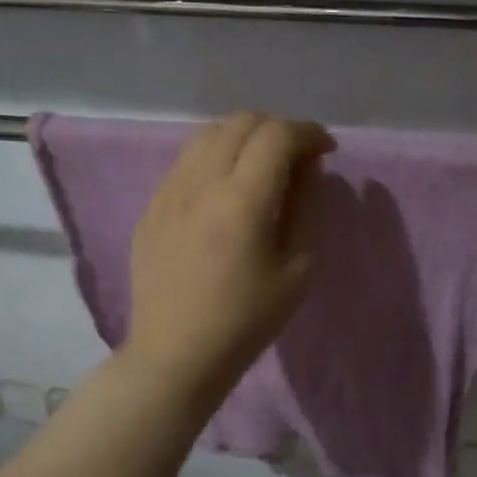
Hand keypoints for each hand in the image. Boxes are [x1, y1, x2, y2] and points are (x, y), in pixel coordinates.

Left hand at [124, 112, 334, 407]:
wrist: (176, 355)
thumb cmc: (246, 321)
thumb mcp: (297, 269)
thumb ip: (306, 206)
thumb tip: (308, 165)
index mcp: (242, 200)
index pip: (277, 134)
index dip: (309, 133)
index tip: (326, 151)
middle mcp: (200, 183)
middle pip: (241, 122)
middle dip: (278, 129)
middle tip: (297, 158)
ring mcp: (168, 191)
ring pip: (208, 134)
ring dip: (243, 138)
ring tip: (260, 167)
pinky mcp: (151, 207)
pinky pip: (185, 161)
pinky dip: (214, 158)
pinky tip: (224, 190)